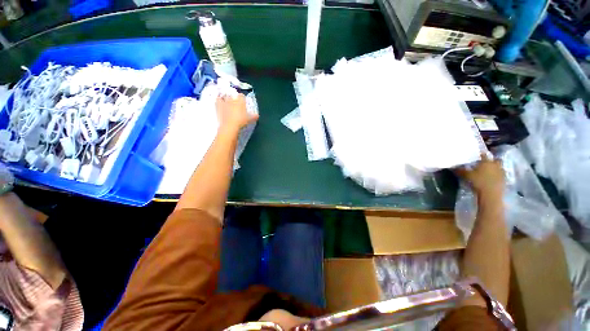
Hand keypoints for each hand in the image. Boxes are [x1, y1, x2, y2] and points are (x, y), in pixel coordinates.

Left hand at [216, 94, 257, 132]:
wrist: (230, 125)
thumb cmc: (242, 121)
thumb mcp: (250, 119)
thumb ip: (254, 116)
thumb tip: (257, 115)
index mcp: (241, 101)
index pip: (242, 96)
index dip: (242, 98)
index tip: (243, 102)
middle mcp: (232, 99)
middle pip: (233, 96)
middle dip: (234, 99)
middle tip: (235, 104)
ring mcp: (225, 102)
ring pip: (225, 97)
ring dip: (226, 98)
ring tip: (227, 102)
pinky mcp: (218, 106)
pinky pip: (218, 100)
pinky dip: (219, 100)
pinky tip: (219, 102)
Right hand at [457, 154, 504, 197]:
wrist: (491, 193)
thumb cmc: (478, 182)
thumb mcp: (466, 176)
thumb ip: (460, 170)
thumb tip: (452, 166)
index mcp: (486, 162)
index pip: (483, 155)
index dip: (481, 154)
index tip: (478, 154)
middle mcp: (495, 165)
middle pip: (495, 159)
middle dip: (492, 160)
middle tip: (486, 162)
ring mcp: (501, 172)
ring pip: (499, 167)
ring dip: (496, 167)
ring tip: (490, 170)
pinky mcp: (504, 179)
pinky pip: (501, 174)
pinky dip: (498, 175)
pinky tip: (493, 178)